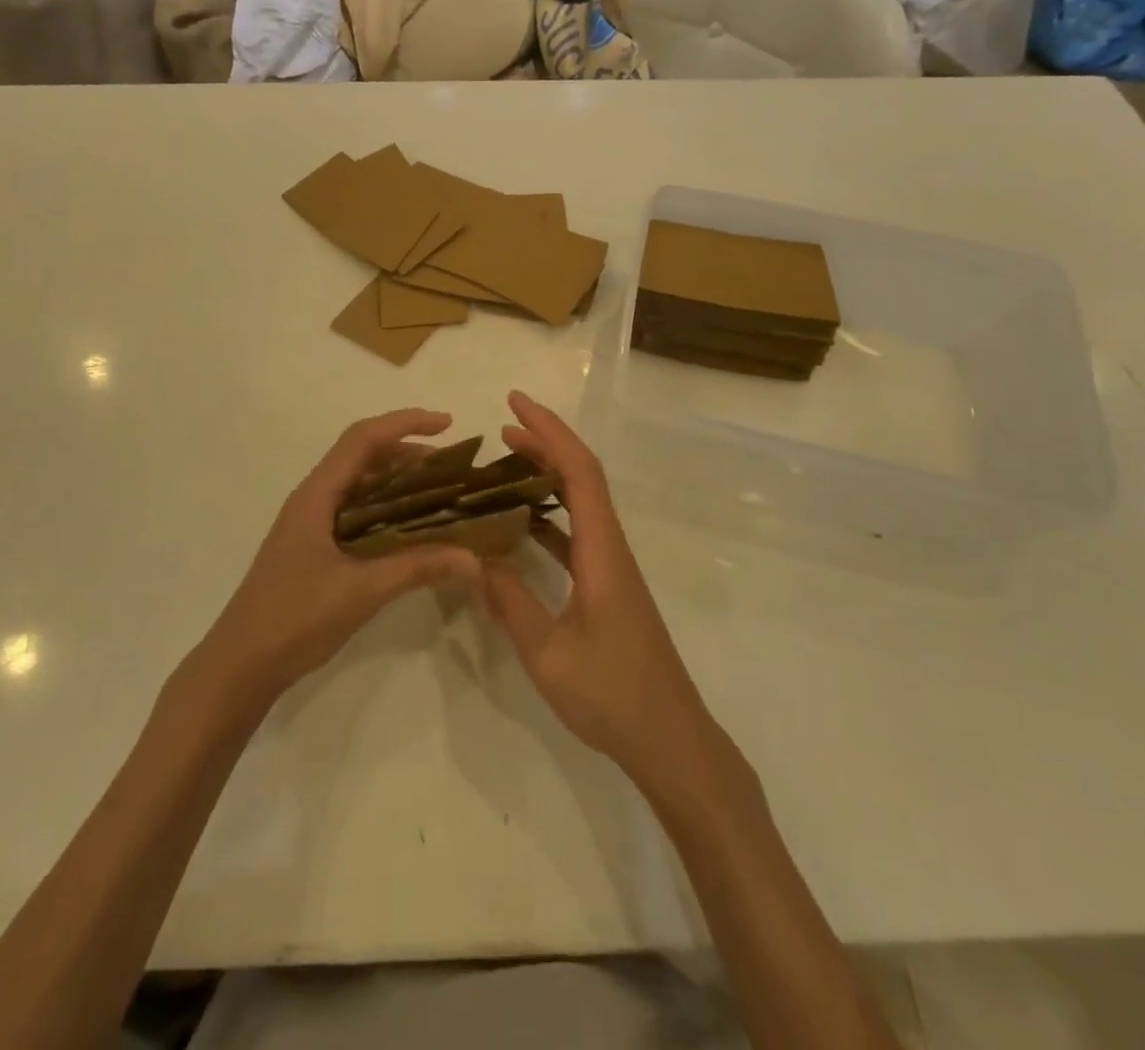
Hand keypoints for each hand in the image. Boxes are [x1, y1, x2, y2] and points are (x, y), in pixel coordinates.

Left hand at [198, 409, 481, 705]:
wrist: (240, 666)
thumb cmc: (294, 618)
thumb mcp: (361, 590)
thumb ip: (417, 568)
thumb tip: (474, 558)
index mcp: (317, 495)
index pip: (363, 438)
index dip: (405, 423)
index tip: (447, 425)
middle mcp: (312, 500)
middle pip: (362, 456)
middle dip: (407, 452)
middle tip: (452, 467)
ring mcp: (310, 525)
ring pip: (359, 485)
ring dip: (397, 481)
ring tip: (440, 494)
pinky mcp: (313, 549)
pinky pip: (355, 513)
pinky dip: (386, 510)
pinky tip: (410, 532)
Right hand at [481, 392, 715, 790]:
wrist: (671, 741)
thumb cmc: (614, 696)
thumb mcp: (548, 654)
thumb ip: (510, 603)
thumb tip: (473, 559)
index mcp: (602, 553)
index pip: (579, 473)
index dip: (549, 432)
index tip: (515, 405)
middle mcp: (610, 549)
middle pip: (582, 478)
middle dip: (545, 444)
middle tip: (502, 428)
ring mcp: (612, 568)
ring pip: (580, 505)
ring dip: (547, 477)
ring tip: (504, 465)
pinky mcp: (608, 588)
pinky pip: (576, 535)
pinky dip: (548, 517)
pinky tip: (519, 526)